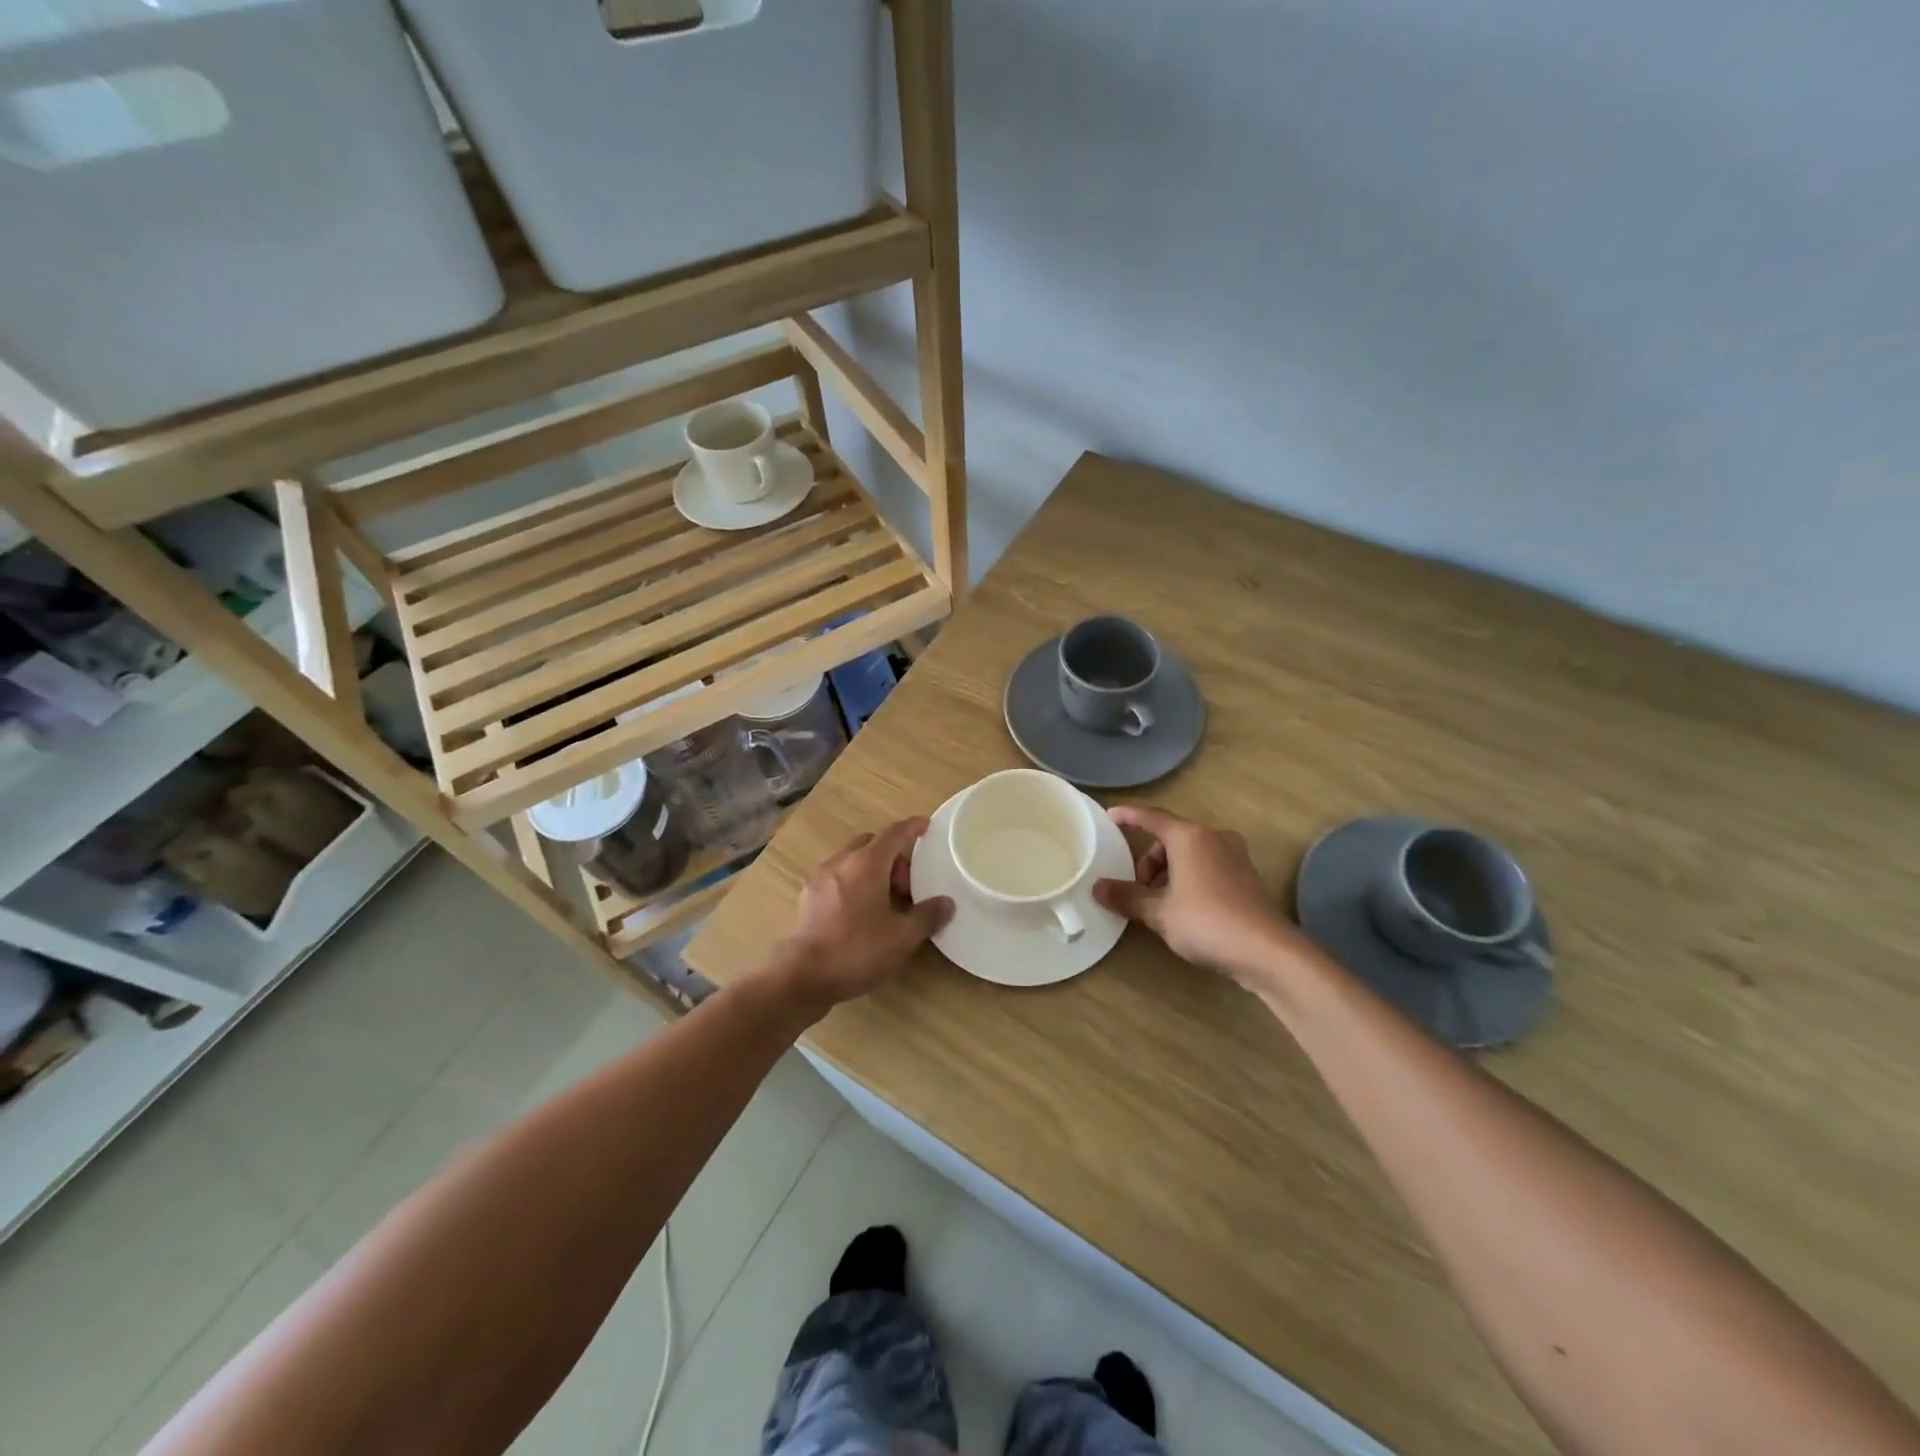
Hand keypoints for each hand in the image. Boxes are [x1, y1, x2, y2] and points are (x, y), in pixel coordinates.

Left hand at [773, 818, 953, 1012]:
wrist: (803, 976)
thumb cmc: (858, 949)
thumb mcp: (902, 937)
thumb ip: (927, 916)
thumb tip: (946, 903)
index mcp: (867, 863)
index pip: (894, 834)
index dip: (912, 827)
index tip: (925, 826)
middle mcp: (841, 863)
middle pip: (871, 844)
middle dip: (892, 856)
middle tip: (908, 885)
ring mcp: (820, 879)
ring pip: (851, 861)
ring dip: (872, 871)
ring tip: (886, 901)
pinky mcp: (808, 899)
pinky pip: (837, 879)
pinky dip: (854, 884)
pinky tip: (860, 913)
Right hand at [1093, 805, 1303, 986]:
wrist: (1267, 951)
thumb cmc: (1206, 922)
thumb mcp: (1159, 912)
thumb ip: (1127, 896)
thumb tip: (1097, 888)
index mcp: (1189, 836)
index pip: (1151, 817)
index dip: (1128, 816)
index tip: (1109, 815)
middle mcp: (1213, 837)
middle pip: (1170, 838)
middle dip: (1149, 860)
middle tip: (1137, 888)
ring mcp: (1234, 855)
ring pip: (1190, 853)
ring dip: (1168, 871)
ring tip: (1159, 902)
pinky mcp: (1246, 875)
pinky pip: (1207, 865)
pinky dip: (1188, 877)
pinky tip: (1183, 906)